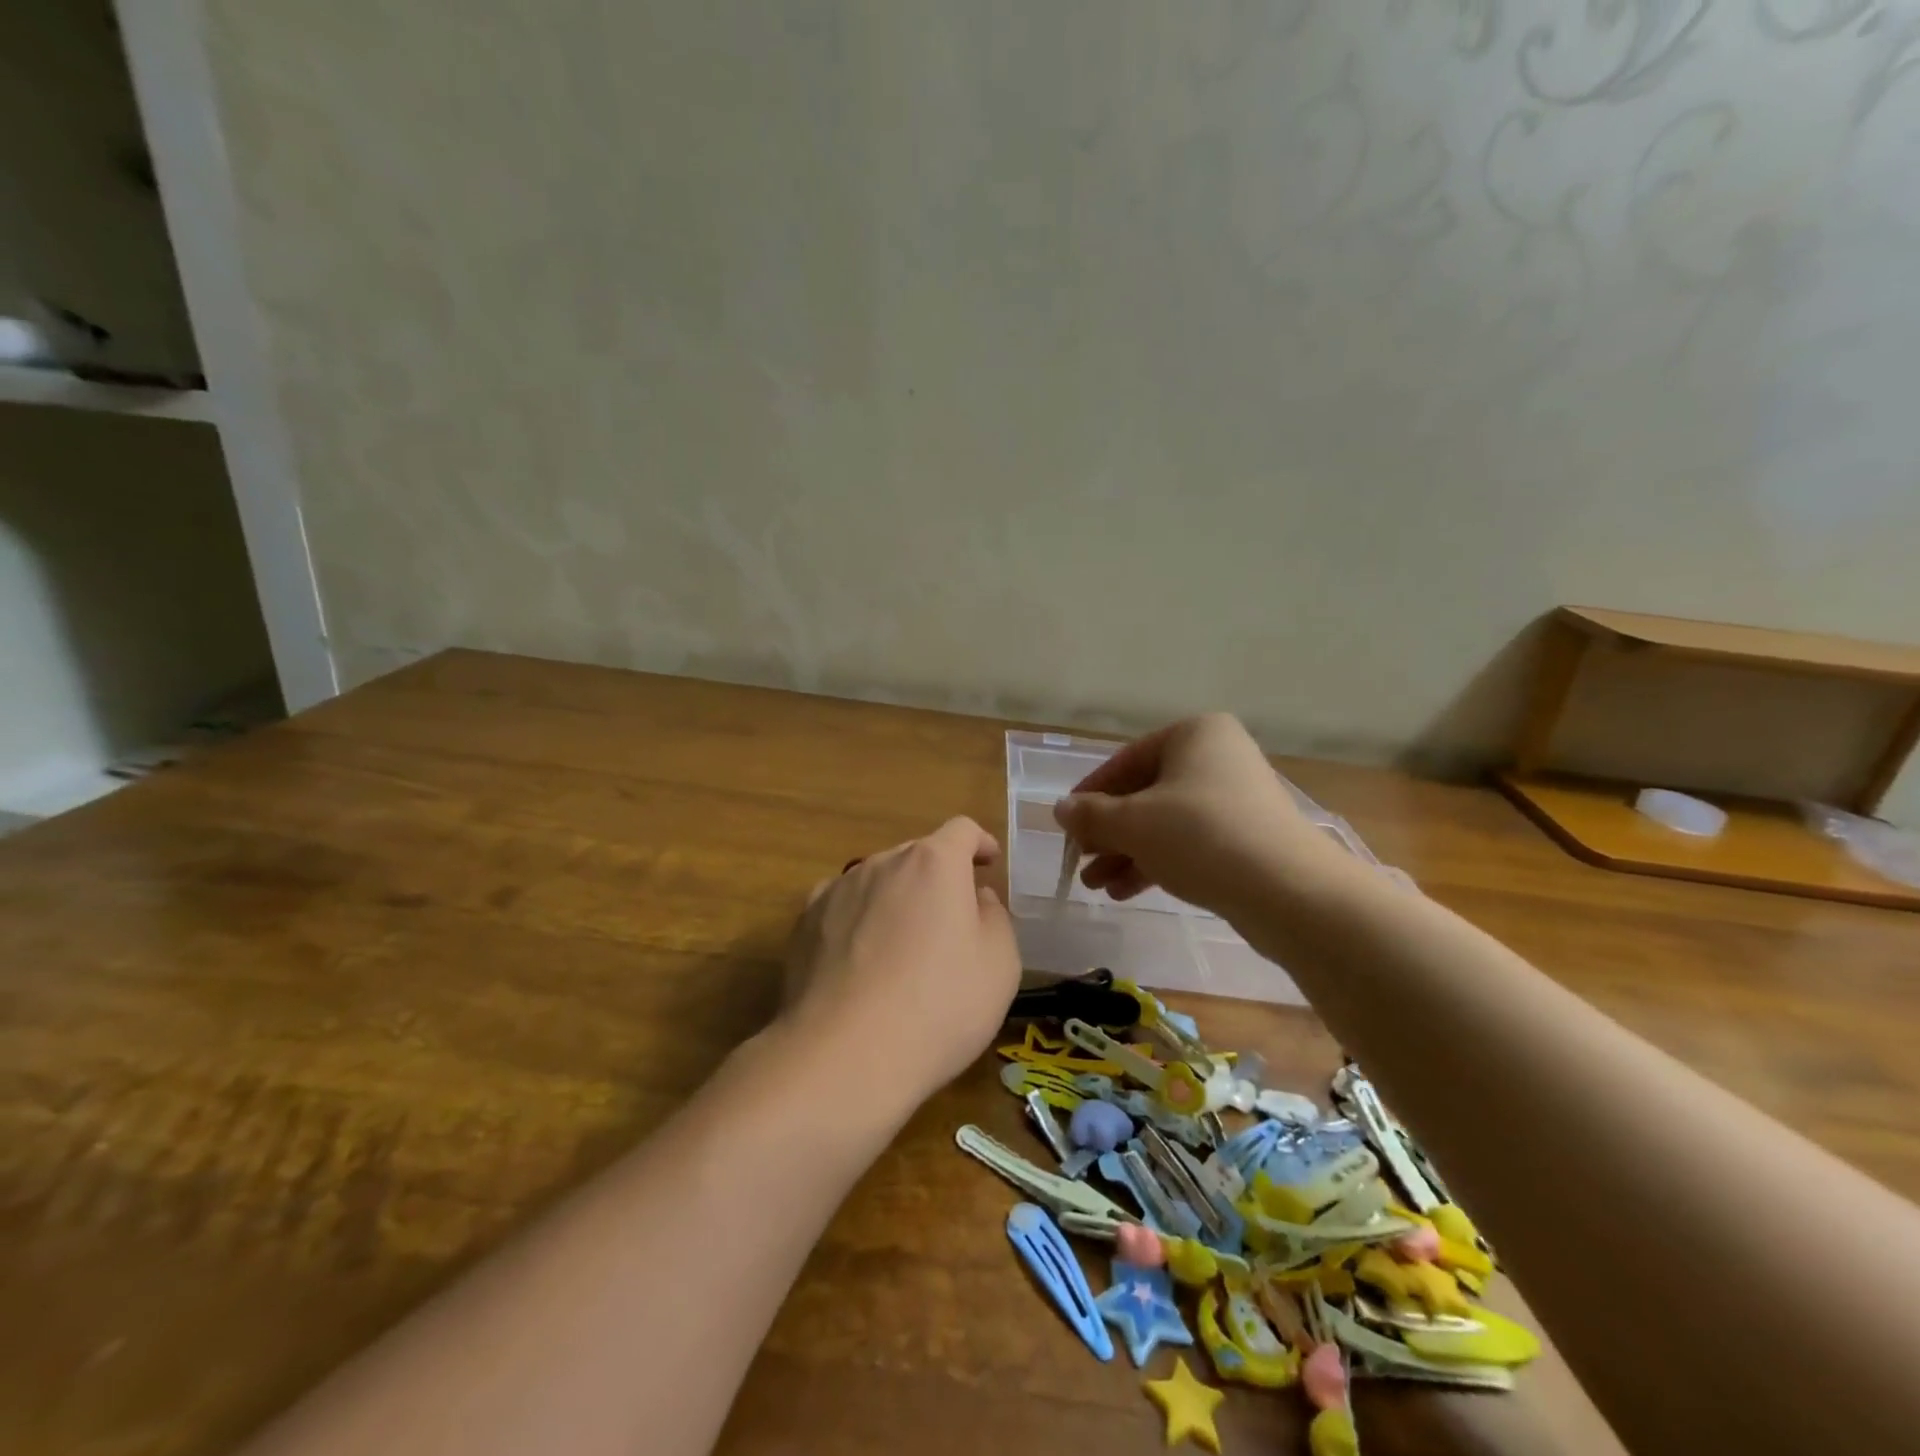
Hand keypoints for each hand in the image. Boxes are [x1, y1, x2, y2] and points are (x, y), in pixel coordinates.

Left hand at [780, 817, 1021, 1106]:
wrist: (845, 1055)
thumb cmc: (939, 1006)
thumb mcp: (999, 966)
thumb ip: (994, 918)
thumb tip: (975, 897)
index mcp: (934, 863)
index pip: (962, 831)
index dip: (980, 843)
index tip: (988, 862)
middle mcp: (882, 863)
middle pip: (917, 856)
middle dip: (938, 878)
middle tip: (951, 921)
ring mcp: (837, 890)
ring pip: (878, 881)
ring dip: (896, 899)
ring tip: (903, 946)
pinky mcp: (804, 923)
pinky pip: (843, 908)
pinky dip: (858, 921)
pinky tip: (860, 960)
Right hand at [1053, 714, 1344, 915]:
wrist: (1290, 891)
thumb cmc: (1201, 836)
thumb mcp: (1133, 823)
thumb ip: (1090, 815)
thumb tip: (1060, 809)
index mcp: (1194, 735)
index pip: (1125, 761)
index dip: (1090, 795)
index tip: (1066, 825)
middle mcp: (1218, 758)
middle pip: (1145, 794)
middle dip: (1109, 832)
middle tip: (1081, 861)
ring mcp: (1236, 799)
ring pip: (1165, 823)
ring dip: (1127, 853)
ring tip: (1097, 885)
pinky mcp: (1247, 838)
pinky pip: (1189, 843)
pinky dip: (1156, 862)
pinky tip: (1125, 891)